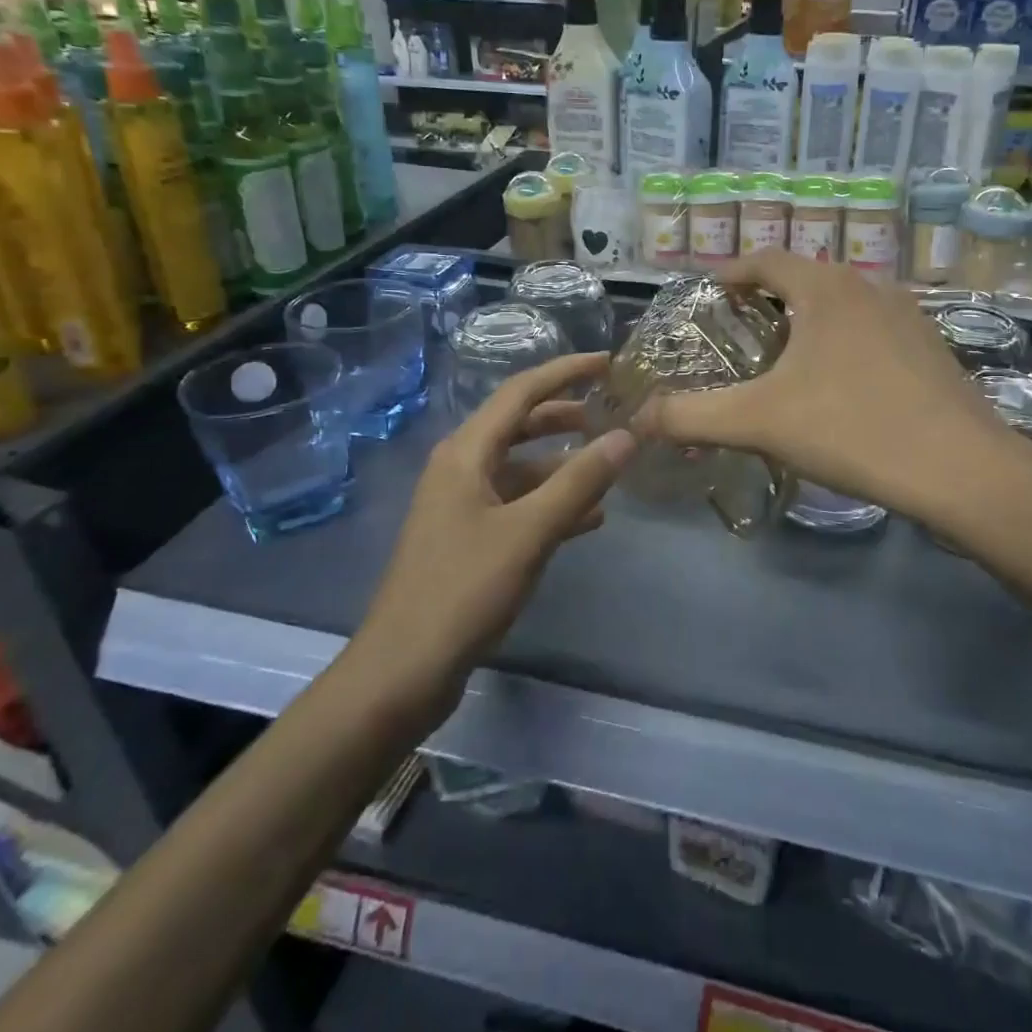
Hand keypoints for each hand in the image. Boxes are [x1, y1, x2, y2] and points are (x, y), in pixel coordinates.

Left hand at [351, 353, 634, 717]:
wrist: (404, 668)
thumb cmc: (463, 590)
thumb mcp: (529, 532)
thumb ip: (580, 482)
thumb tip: (626, 436)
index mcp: (465, 453)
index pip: (520, 392)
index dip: (565, 372)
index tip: (607, 363)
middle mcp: (460, 468)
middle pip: (519, 425)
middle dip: (565, 415)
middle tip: (611, 412)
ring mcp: (462, 505)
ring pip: (521, 468)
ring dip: (563, 463)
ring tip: (610, 467)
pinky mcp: (468, 539)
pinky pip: (517, 504)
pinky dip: (551, 502)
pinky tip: (588, 519)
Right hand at [636, 252, 1031, 548]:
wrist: (959, 467)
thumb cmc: (851, 427)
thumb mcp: (759, 422)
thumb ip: (692, 415)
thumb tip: (638, 419)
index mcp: (825, 288)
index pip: (766, 259)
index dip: (731, 272)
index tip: (710, 294)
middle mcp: (869, 287)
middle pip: (805, 279)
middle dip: (768, 300)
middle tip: (740, 334)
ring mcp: (908, 316)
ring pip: (843, 306)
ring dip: (810, 322)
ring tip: (787, 360)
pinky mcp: (932, 348)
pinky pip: (874, 331)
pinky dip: (846, 344)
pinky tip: (842, 387)